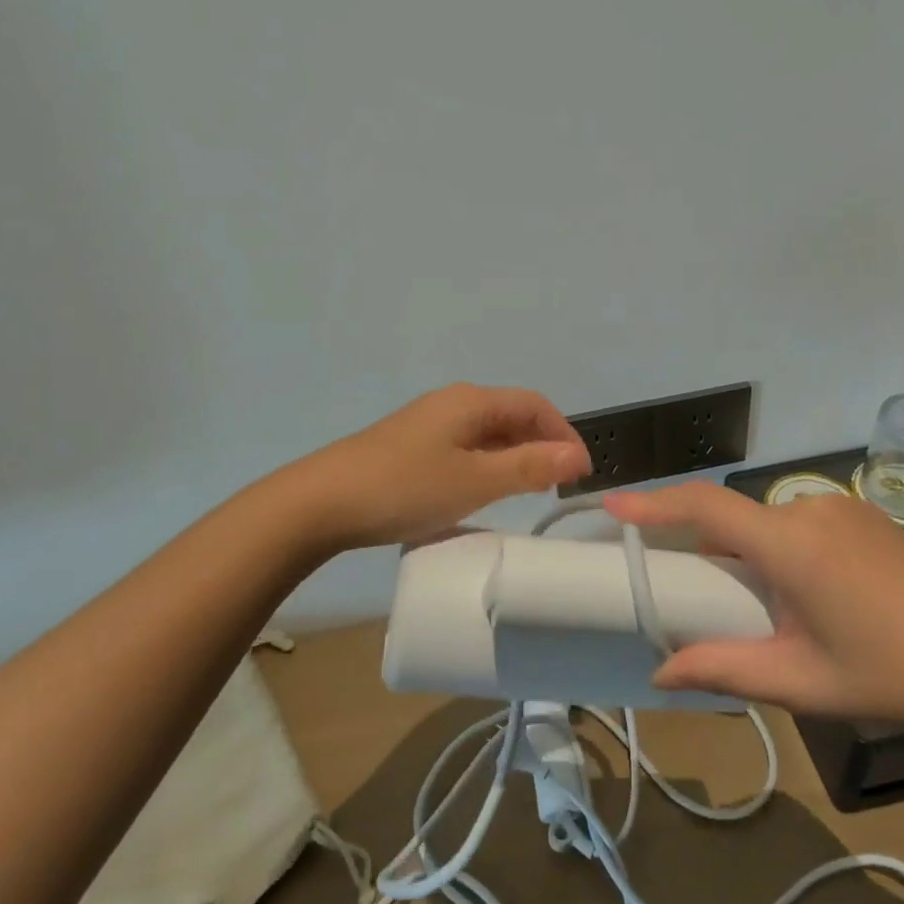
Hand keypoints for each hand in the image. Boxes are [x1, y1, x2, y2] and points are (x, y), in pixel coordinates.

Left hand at [289, 384, 590, 551]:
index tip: (582, 473)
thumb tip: (578, 454)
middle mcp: (453, 402)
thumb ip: (529, 466)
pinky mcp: (412, 446)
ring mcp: (429, 424)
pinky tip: (482, 492)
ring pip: (488, 433)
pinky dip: (487, 465)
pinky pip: (465, 448)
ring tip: (527, 492)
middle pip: (512, 415)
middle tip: (558, 487)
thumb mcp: (476, 481)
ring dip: (515, 457)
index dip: (564, 434)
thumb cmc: (405, 487)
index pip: (535, 405)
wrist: (321, 503)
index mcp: (472, 401)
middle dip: (542, 445)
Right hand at [603, 484, 903, 732]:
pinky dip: (780, 549)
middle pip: (733, 518)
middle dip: (706, 550)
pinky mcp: (861, 516)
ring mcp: (839, 508)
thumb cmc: (894, 673)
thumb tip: (660, 673)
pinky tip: (808, 597)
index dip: (654, 503)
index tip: (612, 505)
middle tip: (697, 597)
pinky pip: (798, 523)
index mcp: (789, 544)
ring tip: (764, 611)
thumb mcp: (803, 681)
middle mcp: (808, 509)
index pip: (704, 507)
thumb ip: (725, 669)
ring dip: (748, 554)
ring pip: (766, 522)